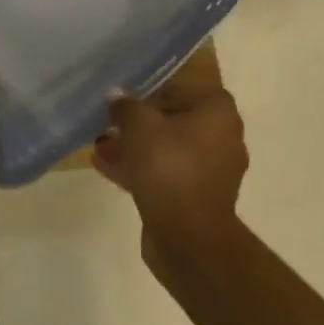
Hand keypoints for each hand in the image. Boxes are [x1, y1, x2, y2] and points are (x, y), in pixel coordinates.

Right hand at [93, 85, 247, 253]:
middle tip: (111, 117)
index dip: (155, 85)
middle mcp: (222, 138)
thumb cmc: (169, 167)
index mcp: (219, 113)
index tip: (129, 90)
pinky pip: (166, 173)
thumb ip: (125, 105)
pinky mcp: (197, 197)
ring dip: (136, 145)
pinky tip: (105, 165)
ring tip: (101, 142)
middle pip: (175, 118)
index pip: (187, 85)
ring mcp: (211, 171)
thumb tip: (117, 95)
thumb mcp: (138, 125)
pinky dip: (141, 168)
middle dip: (141, 119)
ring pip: (168, 148)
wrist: (188, 238)